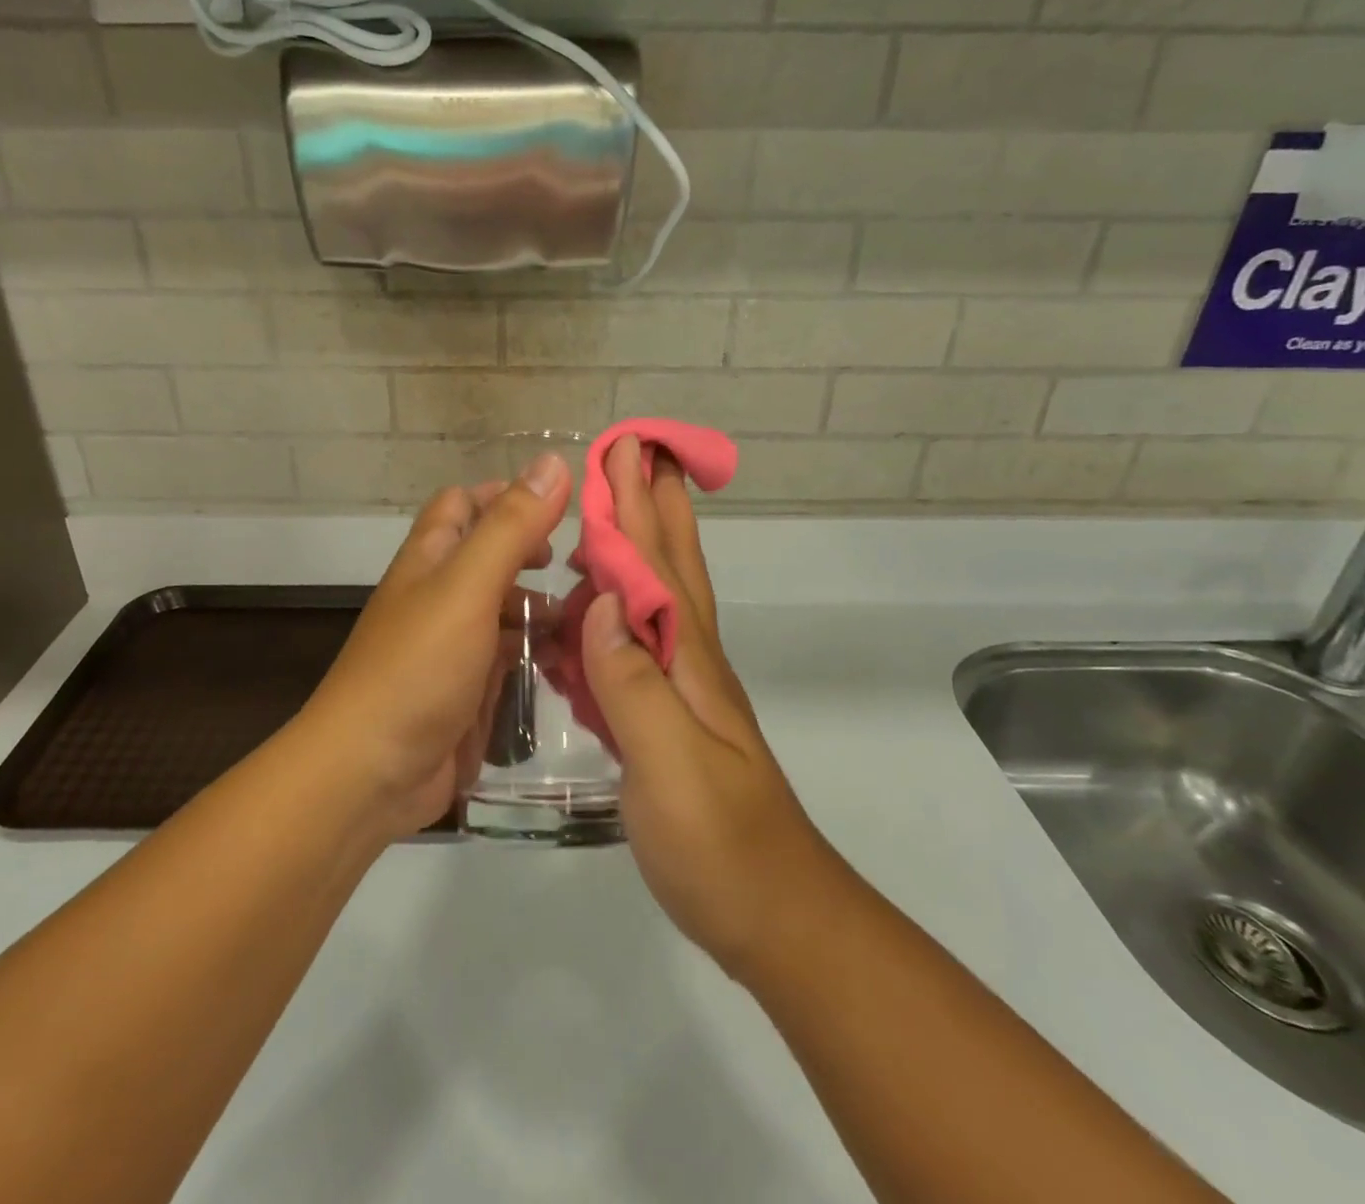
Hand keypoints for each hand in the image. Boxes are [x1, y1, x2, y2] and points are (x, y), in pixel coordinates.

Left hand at [299, 455, 571, 840]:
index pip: (463, 503)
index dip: (506, 495)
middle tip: (584, 565)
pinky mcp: (470, 688)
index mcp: (431, 558)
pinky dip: (539, 651)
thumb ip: (511, 526)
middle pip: (491, 555)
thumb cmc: (418, 667)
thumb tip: (554, 462)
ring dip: (544, 607)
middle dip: (536, 553)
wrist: (372, 772)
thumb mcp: (467, 586)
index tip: (560, 506)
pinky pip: (510, 656)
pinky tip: (573, 660)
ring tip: (591, 615)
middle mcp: (441, 594)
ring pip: (506, 608)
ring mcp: (455, 644)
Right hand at [580, 437, 828, 980]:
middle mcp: (687, 660)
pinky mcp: (665, 720)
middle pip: (667, 565)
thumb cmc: (719, 843)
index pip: (658, 563)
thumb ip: (632, 684)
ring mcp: (679, 690)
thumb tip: (601, 603)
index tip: (625, 449)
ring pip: (651, 599)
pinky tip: (592, 614)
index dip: (637, 504)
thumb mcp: (670, 765)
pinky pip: (630, 648)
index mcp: (687, 659)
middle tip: (636, 453)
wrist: (772, 914)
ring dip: (633, 549)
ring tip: (605, 516)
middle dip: (648, 504)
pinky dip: (611, 615)